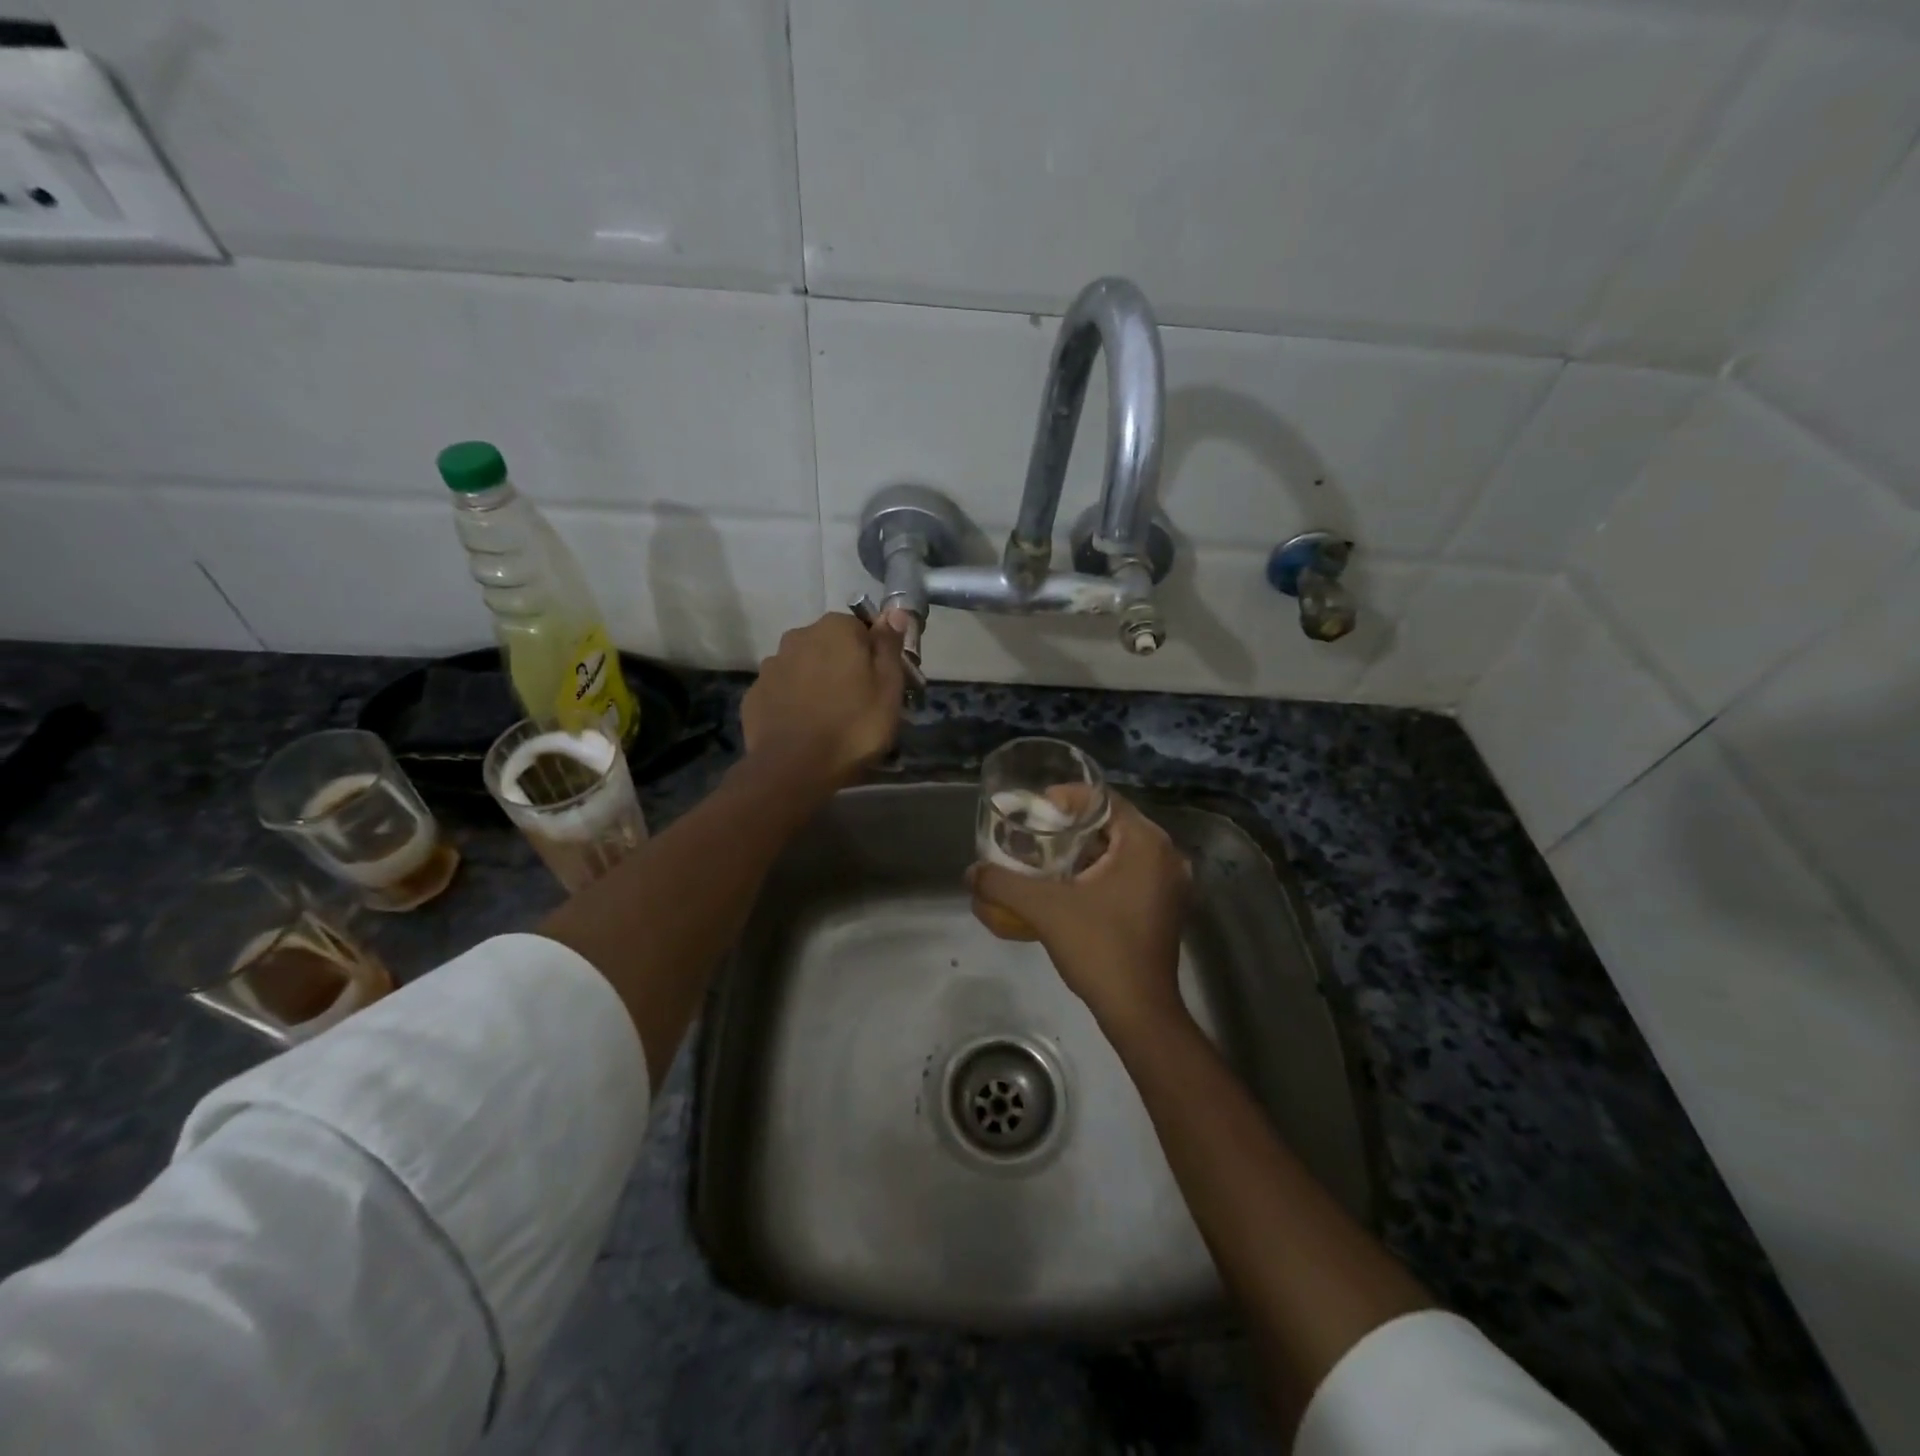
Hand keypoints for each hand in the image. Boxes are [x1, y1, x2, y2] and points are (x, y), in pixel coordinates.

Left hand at [741, 612, 905, 786]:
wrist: (794, 768)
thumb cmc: (853, 726)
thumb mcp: (888, 688)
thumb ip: (889, 646)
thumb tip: (894, 611)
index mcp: (835, 629)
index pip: (862, 629)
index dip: (874, 656)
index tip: (881, 684)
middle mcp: (798, 636)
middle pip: (829, 646)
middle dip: (842, 666)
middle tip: (858, 703)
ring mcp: (771, 665)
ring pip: (803, 667)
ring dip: (815, 683)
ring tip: (828, 718)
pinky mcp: (754, 694)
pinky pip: (782, 691)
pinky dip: (793, 702)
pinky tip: (803, 728)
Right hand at [969, 793, 1190, 1028]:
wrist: (1139, 1011)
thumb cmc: (1099, 948)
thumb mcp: (1045, 910)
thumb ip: (1003, 884)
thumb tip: (971, 873)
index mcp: (1146, 843)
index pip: (1103, 799)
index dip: (1067, 799)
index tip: (1036, 811)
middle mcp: (1166, 855)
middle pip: (1112, 823)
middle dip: (1072, 826)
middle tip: (1036, 834)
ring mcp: (1171, 883)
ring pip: (1122, 850)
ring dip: (1086, 850)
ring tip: (1047, 858)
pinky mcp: (1166, 907)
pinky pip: (1131, 872)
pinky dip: (1102, 872)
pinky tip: (1071, 887)